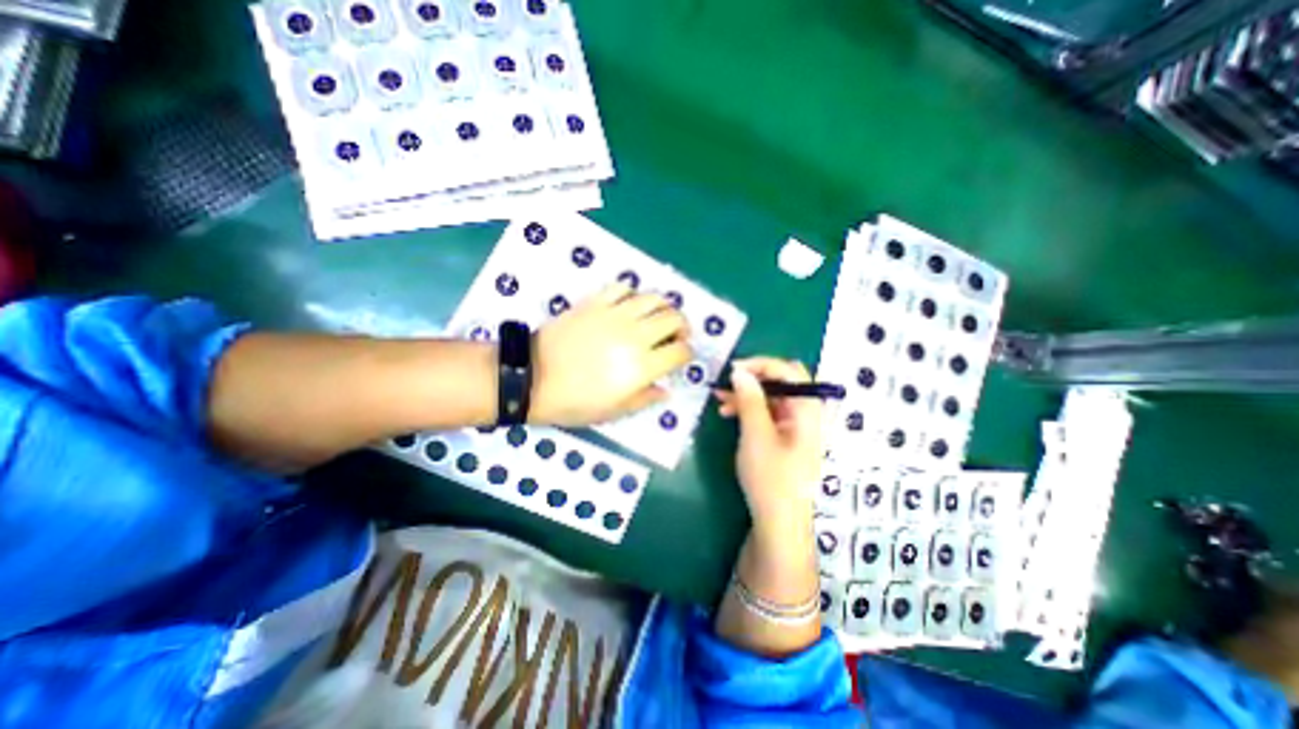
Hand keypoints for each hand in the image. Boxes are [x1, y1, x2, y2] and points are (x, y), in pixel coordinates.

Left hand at [529, 283, 693, 427]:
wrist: (532, 378)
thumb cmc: (574, 402)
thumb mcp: (614, 412)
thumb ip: (645, 399)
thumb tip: (666, 390)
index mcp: (642, 366)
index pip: (680, 351)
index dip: (687, 354)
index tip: (682, 357)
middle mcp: (635, 335)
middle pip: (674, 318)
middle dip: (683, 327)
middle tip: (676, 335)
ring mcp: (615, 315)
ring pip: (654, 298)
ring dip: (664, 307)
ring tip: (658, 318)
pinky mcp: (595, 302)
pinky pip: (623, 288)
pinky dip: (633, 294)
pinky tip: (630, 306)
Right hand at [710, 359, 820, 535]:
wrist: (778, 521)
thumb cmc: (770, 478)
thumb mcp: (756, 435)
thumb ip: (749, 400)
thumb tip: (739, 371)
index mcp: (808, 409)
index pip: (789, 370)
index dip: (760, 364)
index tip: (733, 370)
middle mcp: (806, 412)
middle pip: (782, 380)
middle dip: (753, 378)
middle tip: (726, 383)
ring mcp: (796, 425)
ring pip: (772, 396)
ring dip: (747, 393)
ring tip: (719, 399)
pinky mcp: (785, 435)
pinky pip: (768, 411)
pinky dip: (749, 408)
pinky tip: (729, 413)